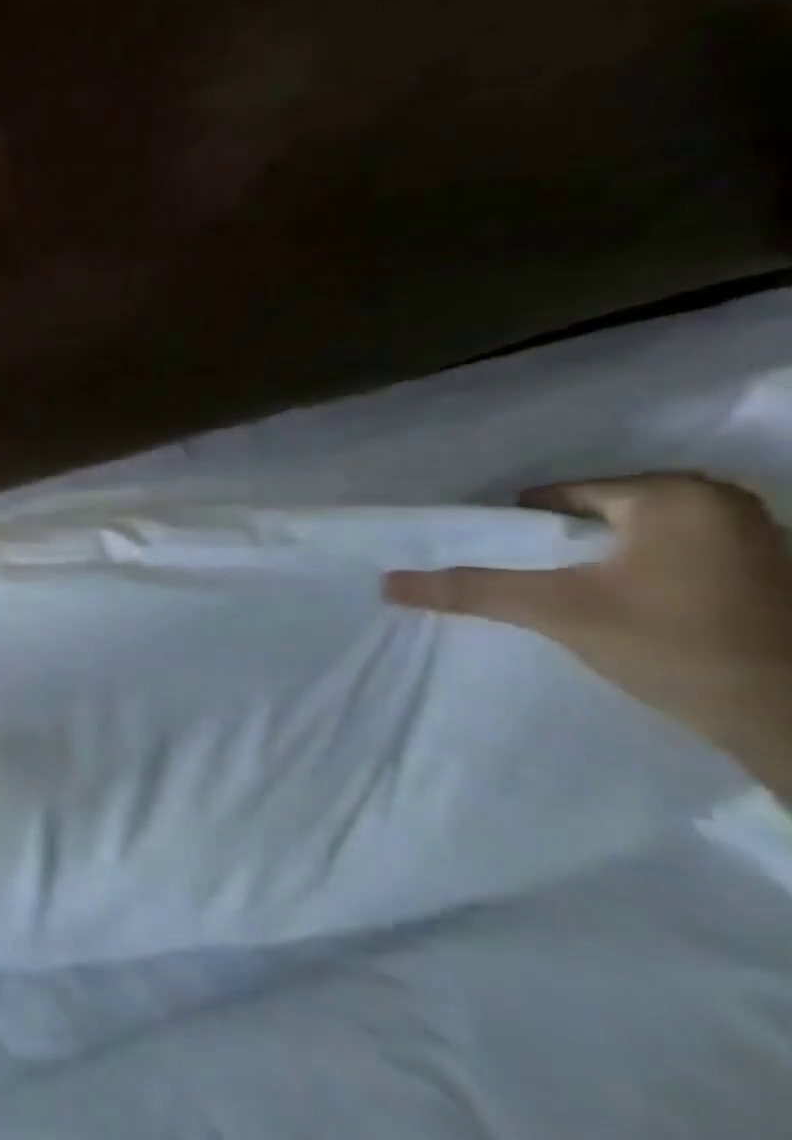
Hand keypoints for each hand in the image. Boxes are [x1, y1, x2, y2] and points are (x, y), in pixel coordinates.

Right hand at [384, 474, 791, 787]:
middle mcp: (723, 501)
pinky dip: (644, 575)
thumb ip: (473, 590)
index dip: (519, 529)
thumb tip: (388, 583)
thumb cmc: (673, 645)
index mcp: (673, 494)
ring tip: (570, 598)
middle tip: (529, 583)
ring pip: (640, 538)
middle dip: (561, 545)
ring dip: (602, 562)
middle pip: (601, 515)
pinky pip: (677, 558)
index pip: (561, 496)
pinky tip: (629, 610)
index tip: (498, 562)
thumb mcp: (557, 611)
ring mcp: (759, 537)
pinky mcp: (774, 574)